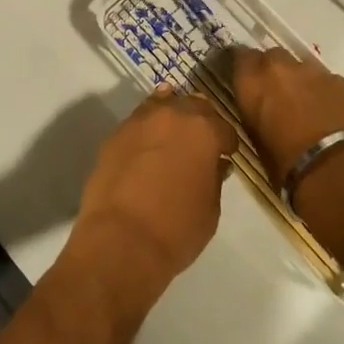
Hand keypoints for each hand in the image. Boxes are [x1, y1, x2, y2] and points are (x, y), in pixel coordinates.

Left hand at [61, 90, 236, 322]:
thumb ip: (214, 178)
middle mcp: (173, 115)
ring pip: (163, 104)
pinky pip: (139, 121)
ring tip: (173, 137)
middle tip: (201, 143)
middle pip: (193, 105)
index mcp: (204, 130)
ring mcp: (140, 120)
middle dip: (201, 120)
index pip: (223, 127)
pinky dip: (148, 128)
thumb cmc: (176, 229)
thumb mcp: (210, 209)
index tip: (226, 155)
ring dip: (172, 116)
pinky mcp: (116, 133)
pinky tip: (149, 144)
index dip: (227, 143)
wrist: (121, 239)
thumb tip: (214, 164)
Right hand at [231, 46, 343, 183]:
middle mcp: (280, 67)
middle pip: (272, 56)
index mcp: (252, 81)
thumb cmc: (287, 165)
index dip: (245, 68)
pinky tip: (330, 113)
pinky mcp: (342, 81)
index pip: (240, 56)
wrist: (338, 170)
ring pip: (301, 66)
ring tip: (306, 105)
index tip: (248, 80)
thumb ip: (255, 111)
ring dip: (300, 80)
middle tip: (277, 94)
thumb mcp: (256, 139)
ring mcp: (314, 71)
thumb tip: (261, 108)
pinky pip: (327, 80)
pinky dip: (325, 92)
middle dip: (273, 71)